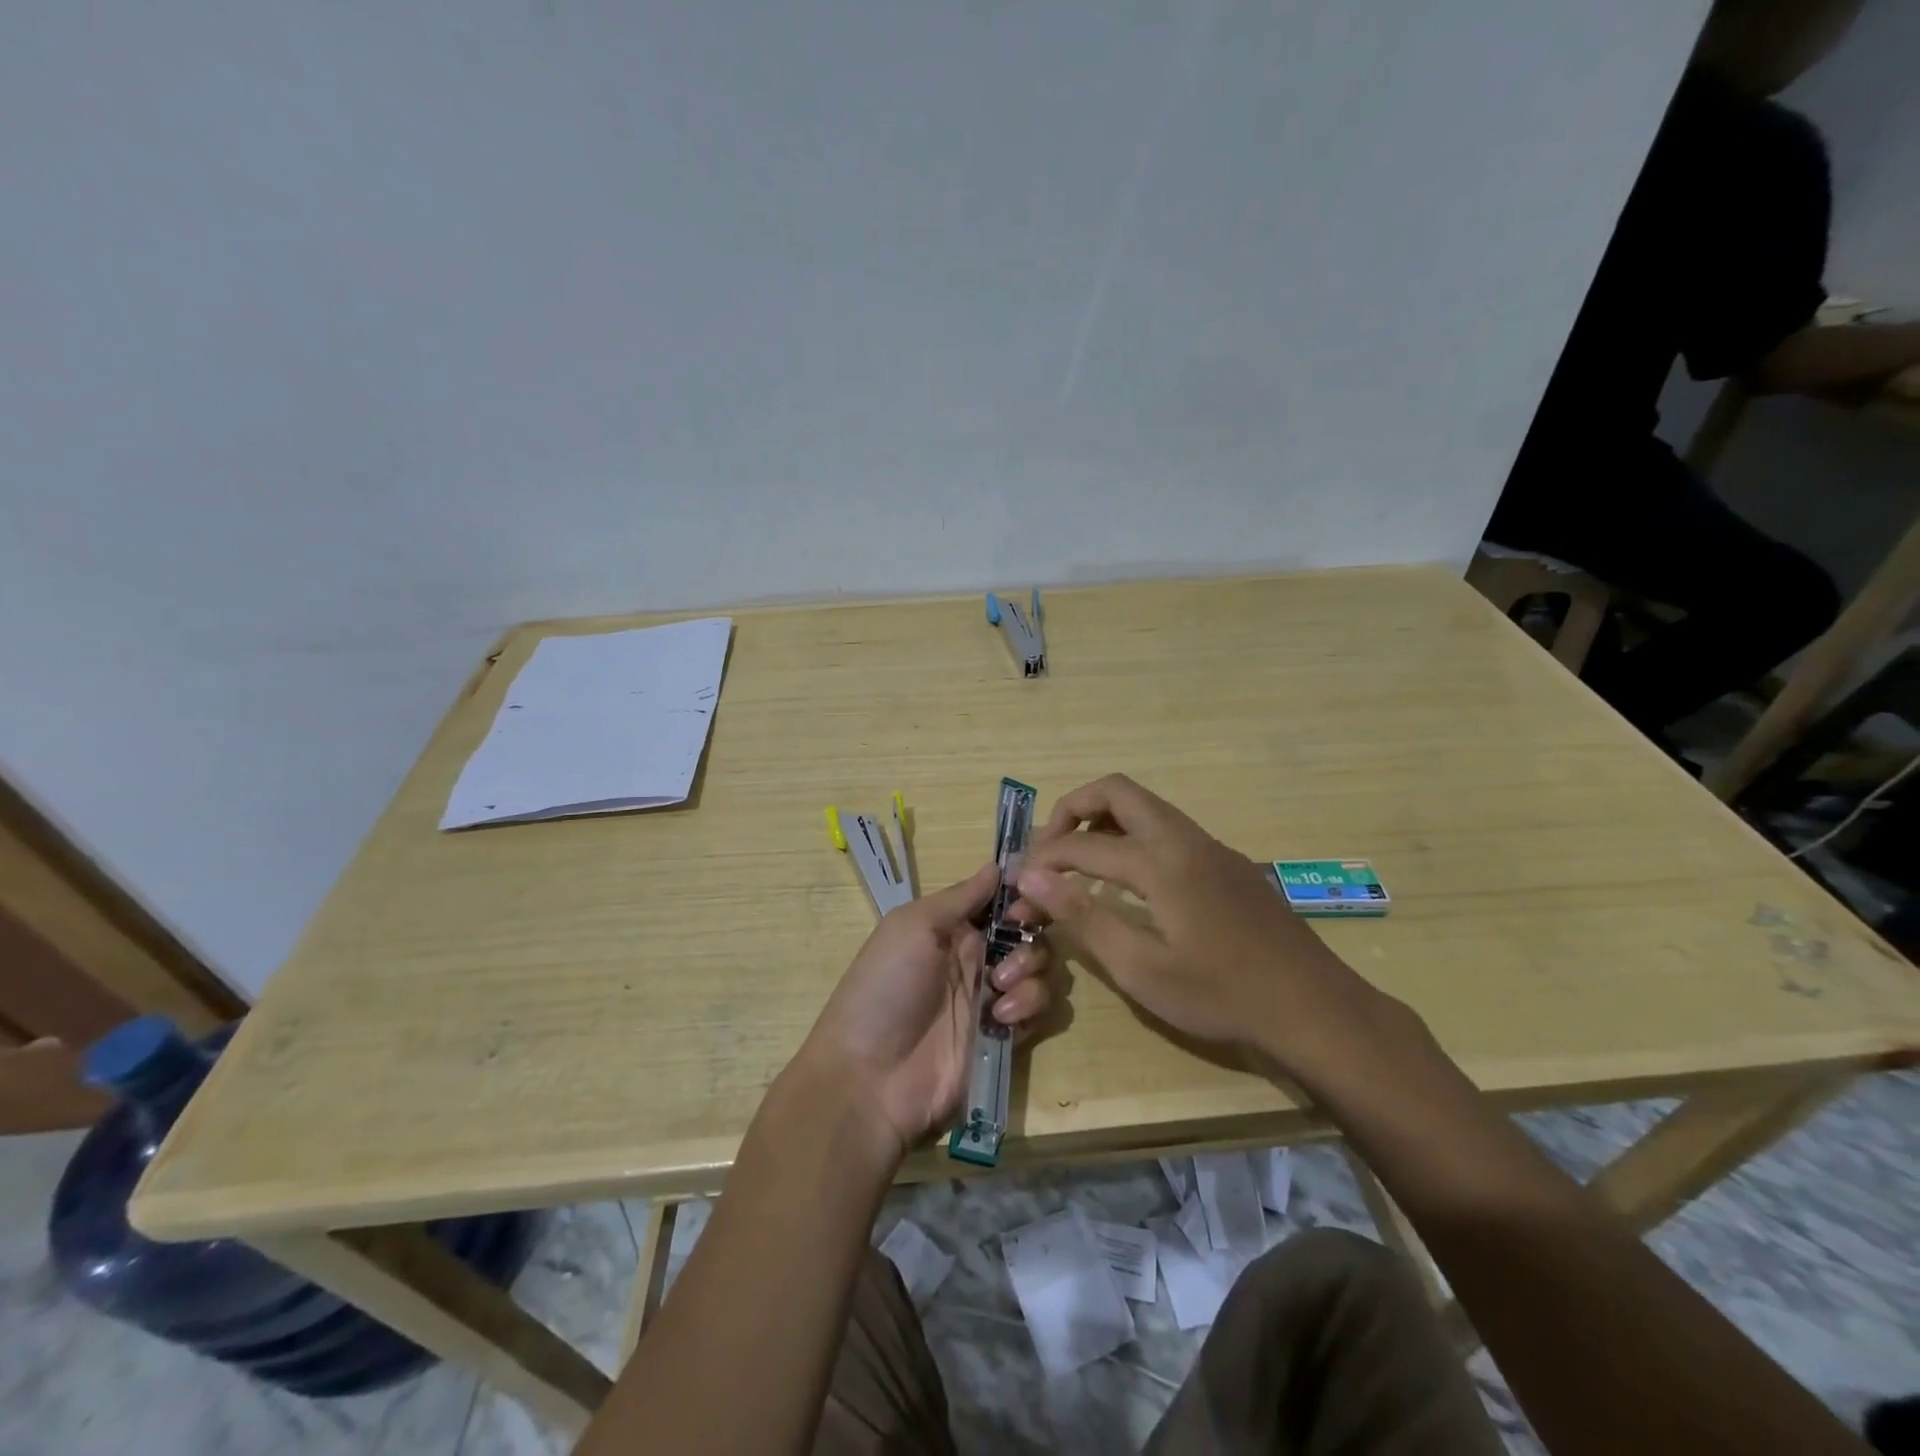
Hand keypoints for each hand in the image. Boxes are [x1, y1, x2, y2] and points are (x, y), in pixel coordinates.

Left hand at [796, 863, 1055, 1158]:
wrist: (871, 1077)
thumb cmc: (886, 987)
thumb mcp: (913, 927)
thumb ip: (960, 897)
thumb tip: (997, 865)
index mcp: (952, 927)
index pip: (1002, 900)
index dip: (1023, 894)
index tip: (1030, 897)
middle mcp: (976, 957)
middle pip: (1029, 932)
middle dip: (1031, 935)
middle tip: (1009, 953)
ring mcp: (991, 998)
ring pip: (1041, 970)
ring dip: (1030, 974)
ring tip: (998, 992)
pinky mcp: (1004, 1037)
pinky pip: (1040, 1012)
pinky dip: (1030, 1009)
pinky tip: (1001, 1019)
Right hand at [1015, 774, 1383, 1078]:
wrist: (1313, 1007)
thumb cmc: (1221, 995)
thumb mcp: (1141, 968)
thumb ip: (1083, 916)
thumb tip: (1031, 878)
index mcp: (1160, 862)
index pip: (1082, 844)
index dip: (1042, 861)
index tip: (1018, 883)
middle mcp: (1184, 838)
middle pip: (1117, 790)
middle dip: (1073, 809)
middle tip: (1050, 850)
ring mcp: (1210, 846)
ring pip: (1146, 806)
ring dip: (1105, 820)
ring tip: (1080, 861)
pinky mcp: (1227, 862)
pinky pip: (1168, 827)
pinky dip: (1135, 835)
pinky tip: (1131, 880)